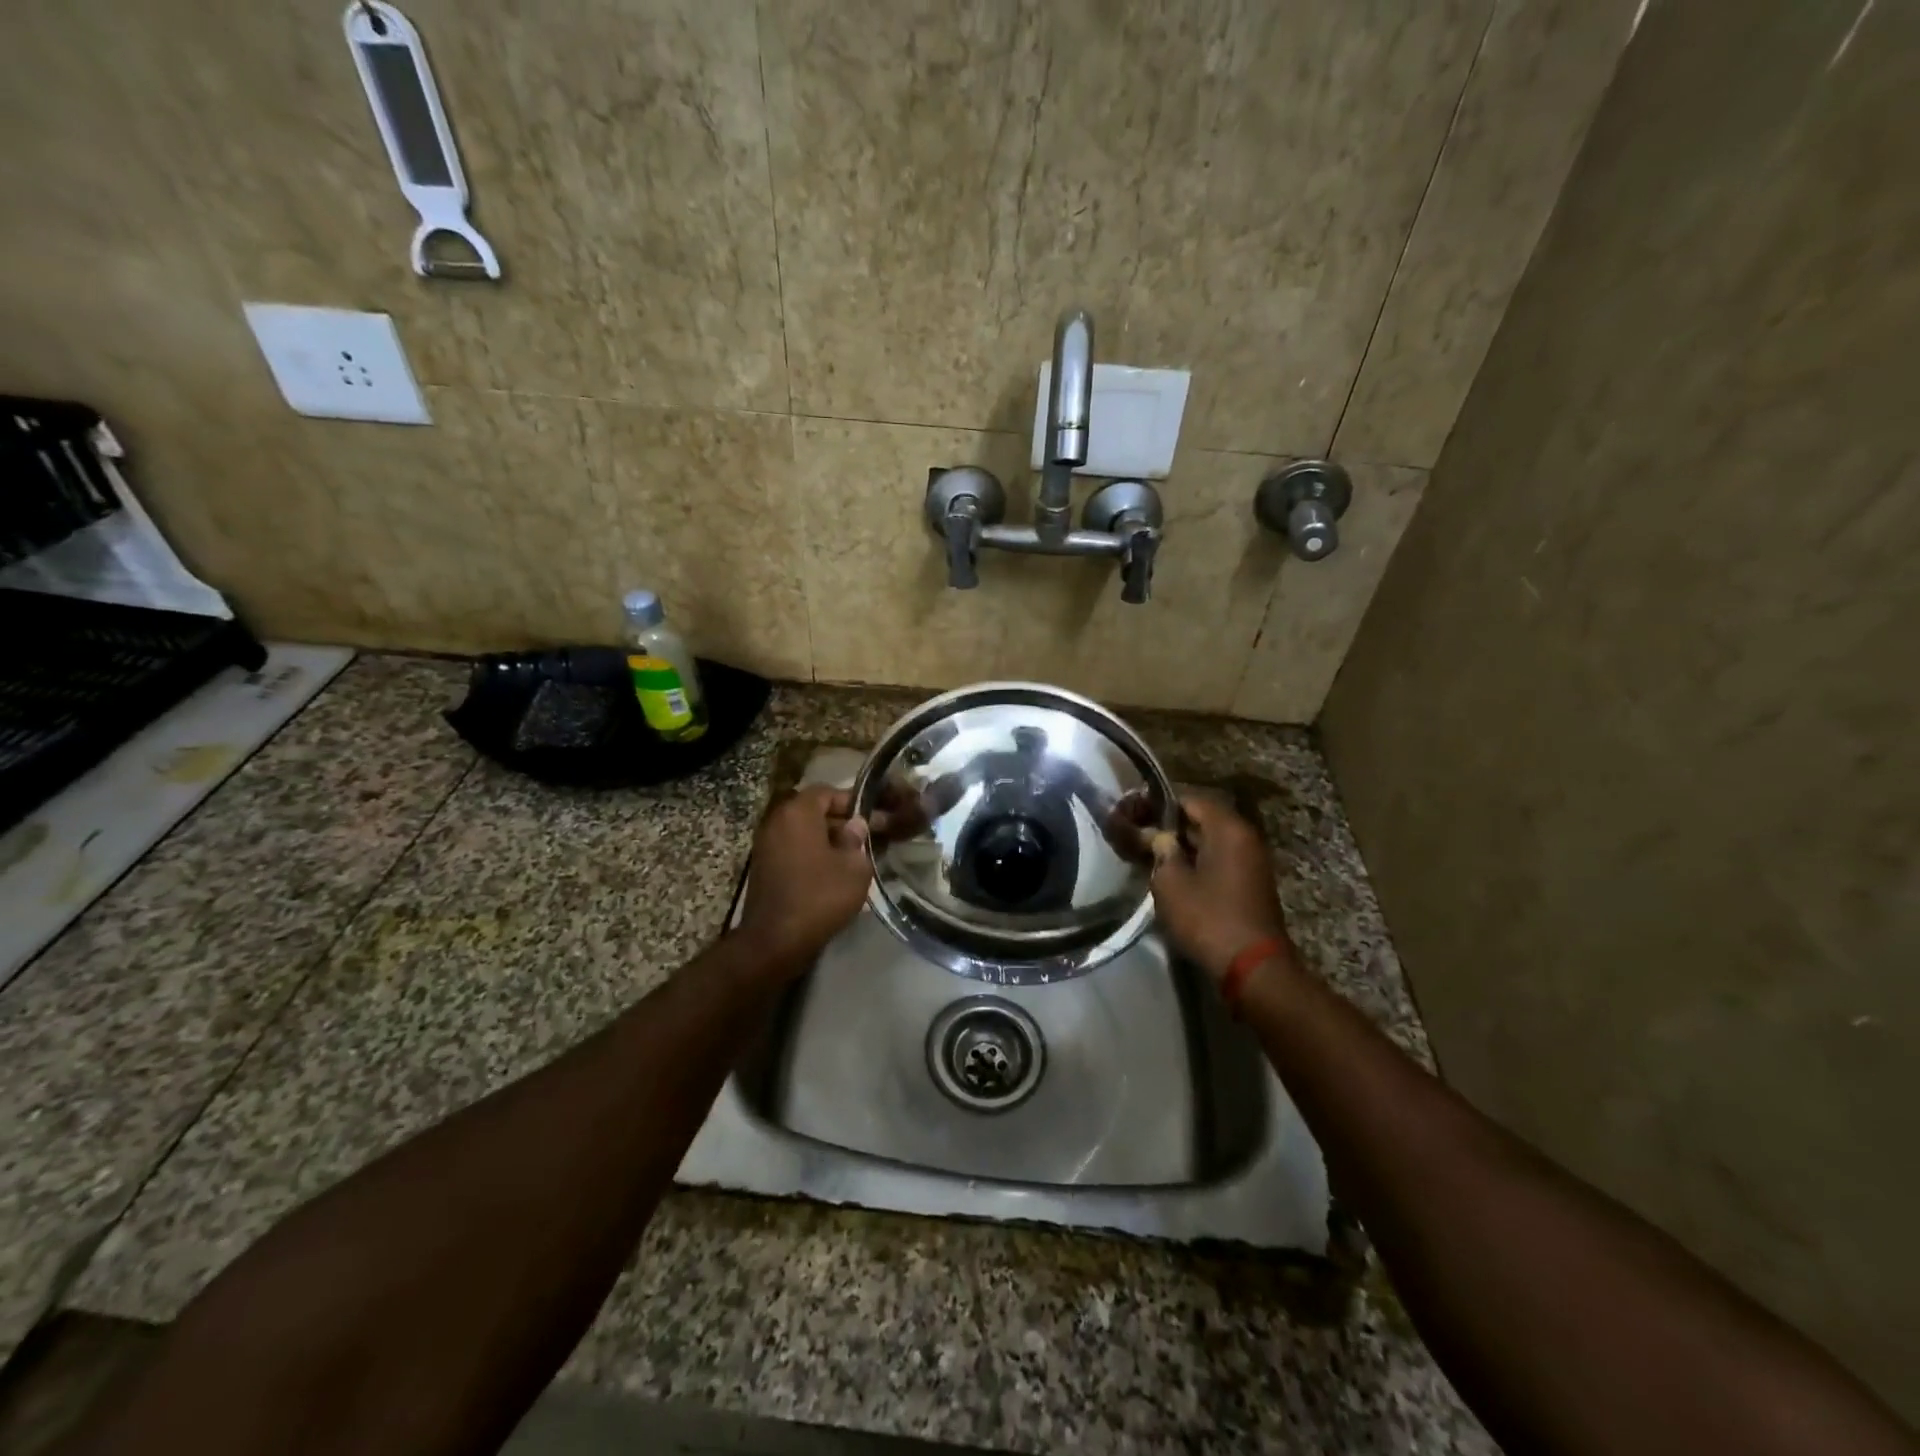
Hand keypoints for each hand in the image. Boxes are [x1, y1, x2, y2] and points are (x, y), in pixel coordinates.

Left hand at [737, 786, 871, 963]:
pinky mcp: (763, 867)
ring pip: (804, 832)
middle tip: (868, 839)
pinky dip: (812, 855)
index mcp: (797, 812)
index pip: (827, 792)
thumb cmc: (819, 896)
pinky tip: (833, 874)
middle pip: (814, 811)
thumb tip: (855, 825)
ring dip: (827, 841)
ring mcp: (766, 845)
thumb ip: (857, 839)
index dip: (853, 802)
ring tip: (854, 858)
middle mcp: (776, 821)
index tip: (874, 818)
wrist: (774, 941)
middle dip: (841, 822)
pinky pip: (793, 850)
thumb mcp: (854, 867)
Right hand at [1150, 794, 1293, 983]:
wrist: (1253, 967)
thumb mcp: (1171, 883)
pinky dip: (1196, 861)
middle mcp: (1245, 837)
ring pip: (1209, 841)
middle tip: (1137, 835)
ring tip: (1149, 855)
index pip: (1189, 799)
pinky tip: (1172, 875)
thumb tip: (1159, 837)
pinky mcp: (1250, 883)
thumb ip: (1160, 851)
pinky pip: (1219, 860)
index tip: (1132, 813)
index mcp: (1228, 829)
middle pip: (1201, 819)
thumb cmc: (1208, 918)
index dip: (1157, 804)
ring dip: (1181, 845)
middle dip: (1168, 825)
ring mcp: (1252, 861)